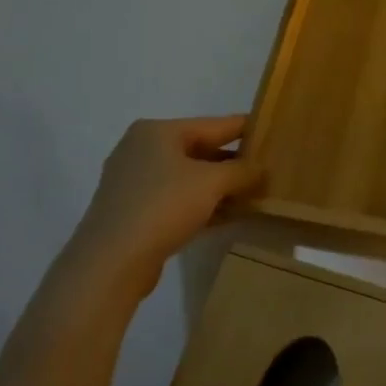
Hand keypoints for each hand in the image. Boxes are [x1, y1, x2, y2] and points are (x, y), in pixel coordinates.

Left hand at [63, 116, 262, 298]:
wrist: (111, 261)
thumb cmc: (163, 206)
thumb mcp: (212, 182)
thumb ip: (242, 171)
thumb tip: (262, 169)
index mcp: (157, 132)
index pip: (214, 124)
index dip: (246, 129)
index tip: (274, 132)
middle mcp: (142, 150)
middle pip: (201, 150)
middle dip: (234, 163)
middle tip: (269, 170)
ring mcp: (135, 182)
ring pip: (190, 178)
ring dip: (221, 188)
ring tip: (255, 195)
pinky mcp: (134, 212)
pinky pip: (178, 200)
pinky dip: (203, 205)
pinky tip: (229, 216)